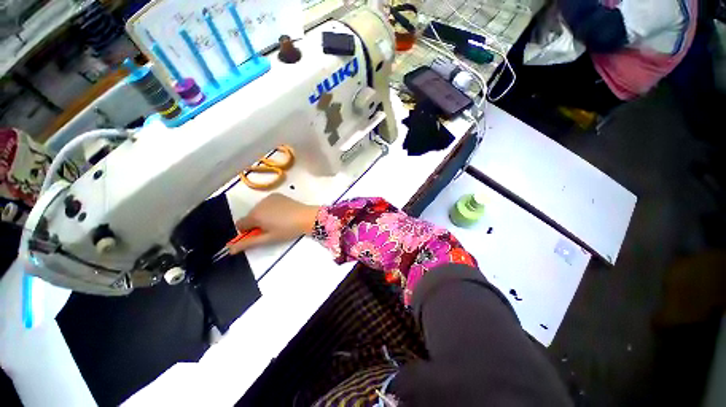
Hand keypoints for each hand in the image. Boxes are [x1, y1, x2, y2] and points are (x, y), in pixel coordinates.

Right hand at [229, 193, 319, 254]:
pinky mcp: (277, 195)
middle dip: (256, 223)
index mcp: (254, 215)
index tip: (260, 234)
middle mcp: (258, 204)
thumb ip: (248, 243)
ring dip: (263, 215)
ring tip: (279, 220)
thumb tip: (229, 249)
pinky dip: (270, 208)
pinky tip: (282, 212)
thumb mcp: (268, 238)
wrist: (306, 217)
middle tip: (272, 228)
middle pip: (250, 216)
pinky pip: (267, 203)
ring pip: (258, 209)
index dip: (248, 231)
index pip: (239, 224)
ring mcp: (268, 198)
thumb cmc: (287, 230)